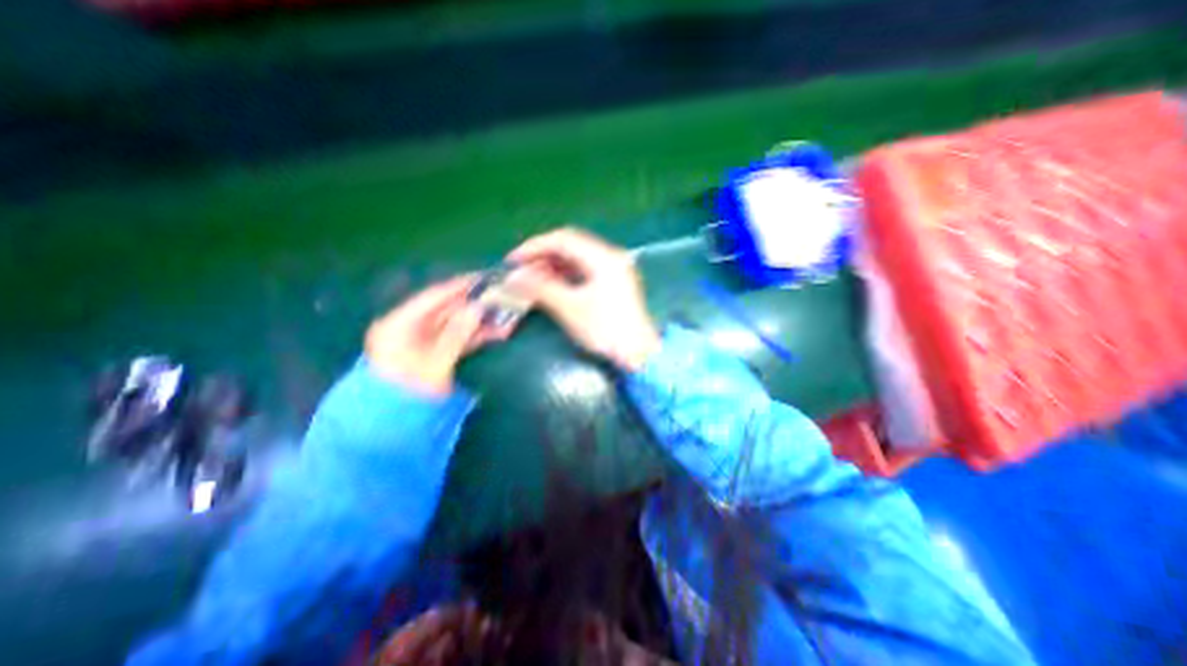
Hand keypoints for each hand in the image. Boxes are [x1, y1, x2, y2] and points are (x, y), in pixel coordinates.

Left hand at [367, 275, 503, 394]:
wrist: (392, 429)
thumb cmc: (408, 393)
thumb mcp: (434, 363)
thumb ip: (456, 334)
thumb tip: (478, 308)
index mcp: (400, 323)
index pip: (434, 296)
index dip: (461, 286)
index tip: (485, 277)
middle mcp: (411, 327)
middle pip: (448, 309)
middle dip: (477, 304)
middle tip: (502, 296)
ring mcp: (424, 340)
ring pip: (457, 323)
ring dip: (481, 320)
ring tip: (507, 314)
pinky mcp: (436, 352)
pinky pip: (459, 338)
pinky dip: (477, 335)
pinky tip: (498, 331)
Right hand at [506, 228, 662, 372]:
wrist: (638, 354)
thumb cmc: (605, 330)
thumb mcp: (570, 308)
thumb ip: (540, 288)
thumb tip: (513, 278)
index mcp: (603, 257)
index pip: (563, 239)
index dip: (534, 247)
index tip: (512, 260)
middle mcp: (610, 257)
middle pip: (570, 246)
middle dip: (542, 256)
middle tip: (520, 271)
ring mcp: (614, 270)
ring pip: (577, 259)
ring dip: (553, 267)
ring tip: (531, 280)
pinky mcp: (613, 283)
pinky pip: (584, 271)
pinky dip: (565, 276)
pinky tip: (551, 285)